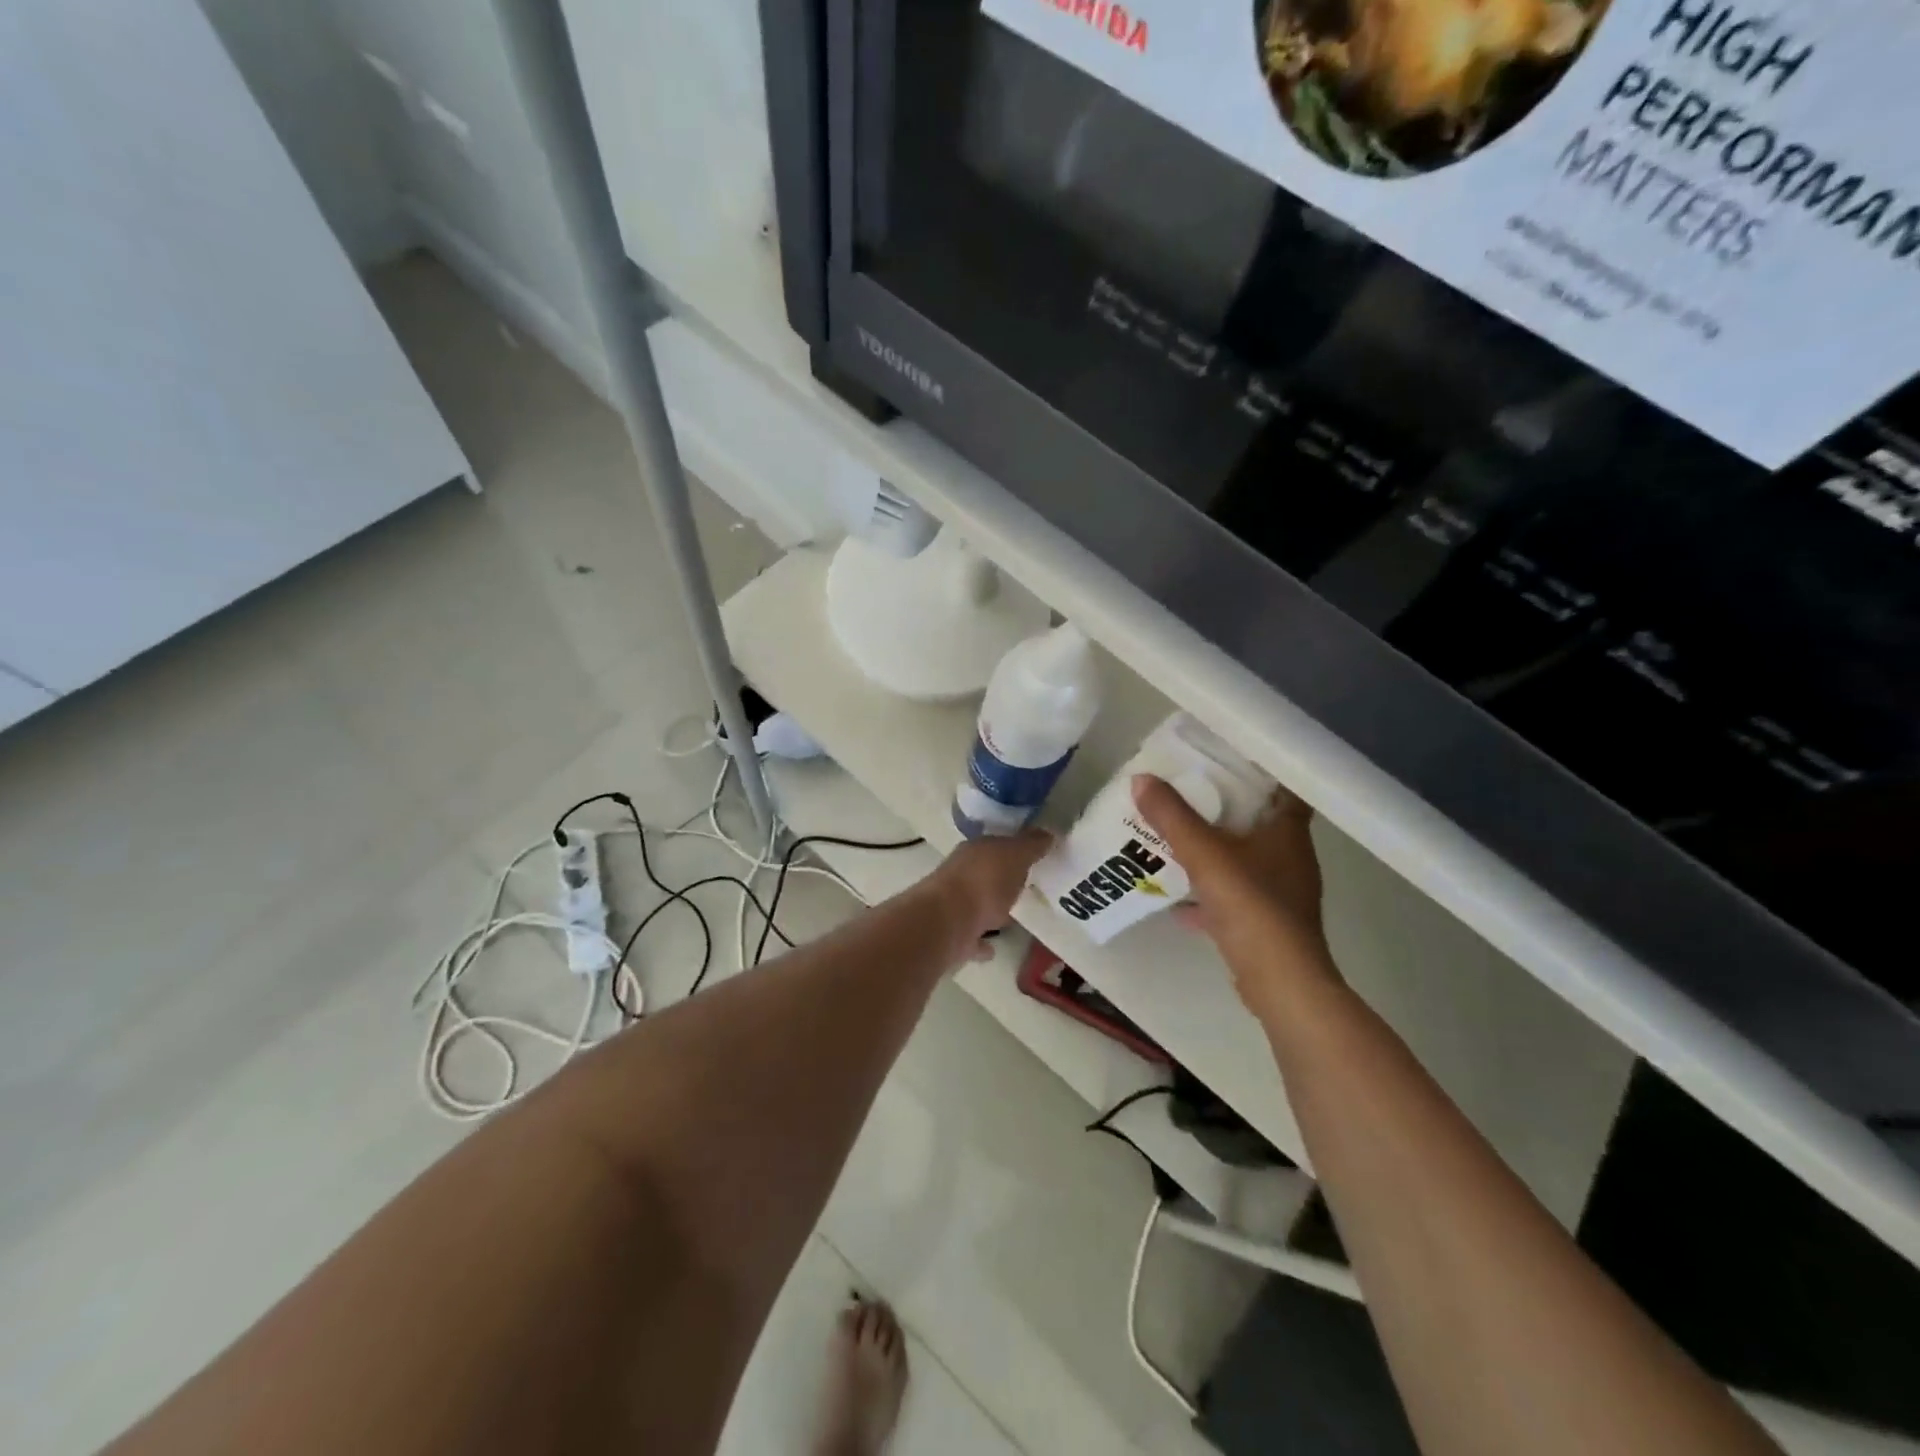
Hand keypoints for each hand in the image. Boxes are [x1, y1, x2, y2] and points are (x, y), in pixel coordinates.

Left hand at [929, 829, 1052, 960]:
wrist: (947, 923)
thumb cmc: (984, 882)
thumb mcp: (1015, 856)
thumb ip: (1031, 845)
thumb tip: (1048, 833)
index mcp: (974, 850)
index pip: (997, 844)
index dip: (1016, 849)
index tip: (1035, 858)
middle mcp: (961, 873)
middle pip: (985, 872)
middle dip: (1002, 877)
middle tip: (1027, 886)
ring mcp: (953, 905)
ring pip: (976, 903)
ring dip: (991, 908)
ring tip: (1014, 916)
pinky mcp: (952, 934)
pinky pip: (972, 936)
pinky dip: (982, 941)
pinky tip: (994, 948)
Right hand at [1131, 774, 1335, 1011]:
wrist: (1279, 982)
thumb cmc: (1251, 906)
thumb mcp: (1204, 854)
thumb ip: (1172, 817)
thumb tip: (1140, 778)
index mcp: (1287, 832)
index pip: (1283, 787)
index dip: (1258, 771)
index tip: (1224, 758)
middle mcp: (1290, 857)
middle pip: (1258, 822)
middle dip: (1223, 808)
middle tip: (1186, 791)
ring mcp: (1280, 893)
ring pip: (1243, 860)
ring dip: (1213, 851)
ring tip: (1175, 838)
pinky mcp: (1266, 923)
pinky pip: (1233, 897)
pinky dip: (1207, 893)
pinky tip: (1176, 899)